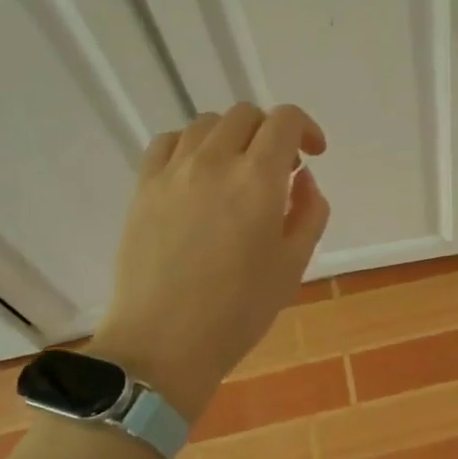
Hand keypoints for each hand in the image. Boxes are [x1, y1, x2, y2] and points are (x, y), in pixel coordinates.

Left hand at [89, 104, 329, 420]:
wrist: (163, 342)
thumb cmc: (239, 310)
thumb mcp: (294, 263)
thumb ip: (309, 211)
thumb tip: (302, 178)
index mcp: (259, 180)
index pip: (285, 120)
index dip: (306, 128)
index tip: (313, 155)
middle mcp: (215, 162)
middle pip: (247, 115)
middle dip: (271, 133)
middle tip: (279, 169)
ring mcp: (173, 172)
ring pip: (207, 123)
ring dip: (233, 137)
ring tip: (238, 171)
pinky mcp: (143, 187)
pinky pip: (169, 142)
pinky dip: (192, 145)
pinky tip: (199, 174)